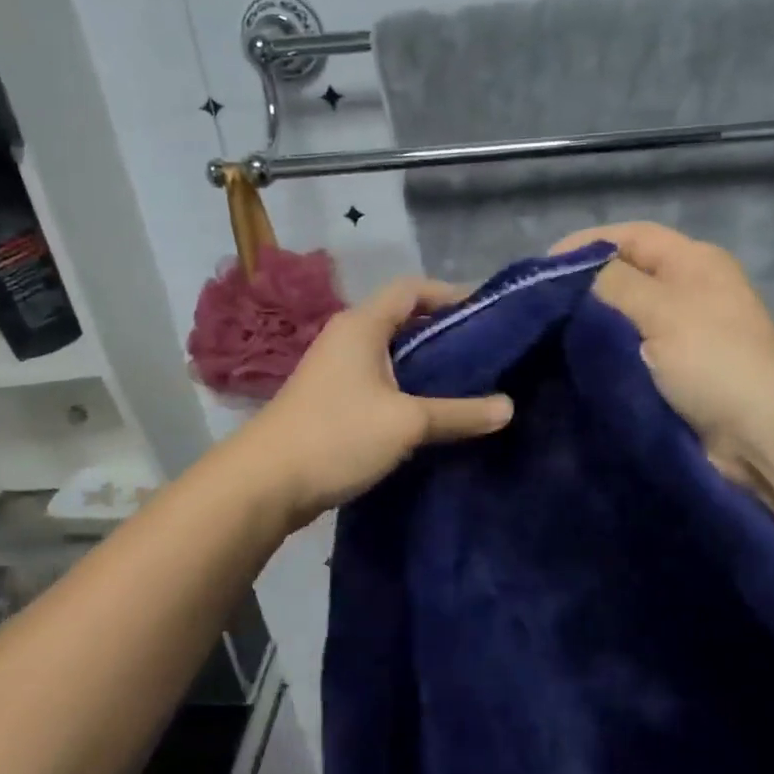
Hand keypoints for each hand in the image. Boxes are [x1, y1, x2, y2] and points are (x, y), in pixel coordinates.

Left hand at [237, 278, 513, 526]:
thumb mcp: (407, 423)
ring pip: (391, 355)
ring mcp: (335, 371)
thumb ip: (460, 413)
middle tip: (487, 352)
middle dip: (444, 332)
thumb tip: (509, 407)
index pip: (412, 288)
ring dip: (426, 365)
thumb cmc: (337, 436)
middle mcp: (347, 338)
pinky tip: (431, 413)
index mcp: (362, 325)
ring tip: (468, 383)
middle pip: (403, 320)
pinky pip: (379, 383)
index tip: (487, 313)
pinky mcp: (331, 401)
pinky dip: (407, 389)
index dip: (451, 293)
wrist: (264, 484)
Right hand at [552, 223, 773, 487]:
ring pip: (624, 319)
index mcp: (692, 262)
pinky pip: (630, 355)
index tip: (539, 269)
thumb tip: (571, 276)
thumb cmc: (714, 360)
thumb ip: (612, 283)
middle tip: (536, 308)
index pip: (630, 236)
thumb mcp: (661, 309)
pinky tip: (571, 366)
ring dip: (590, 327)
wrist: (761, 435)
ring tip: (545, 338)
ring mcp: (683, 335)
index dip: (584, 245)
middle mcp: (688, 291)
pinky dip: (604, 357)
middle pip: (625, 277)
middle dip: (582, 289)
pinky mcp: (675, 375)